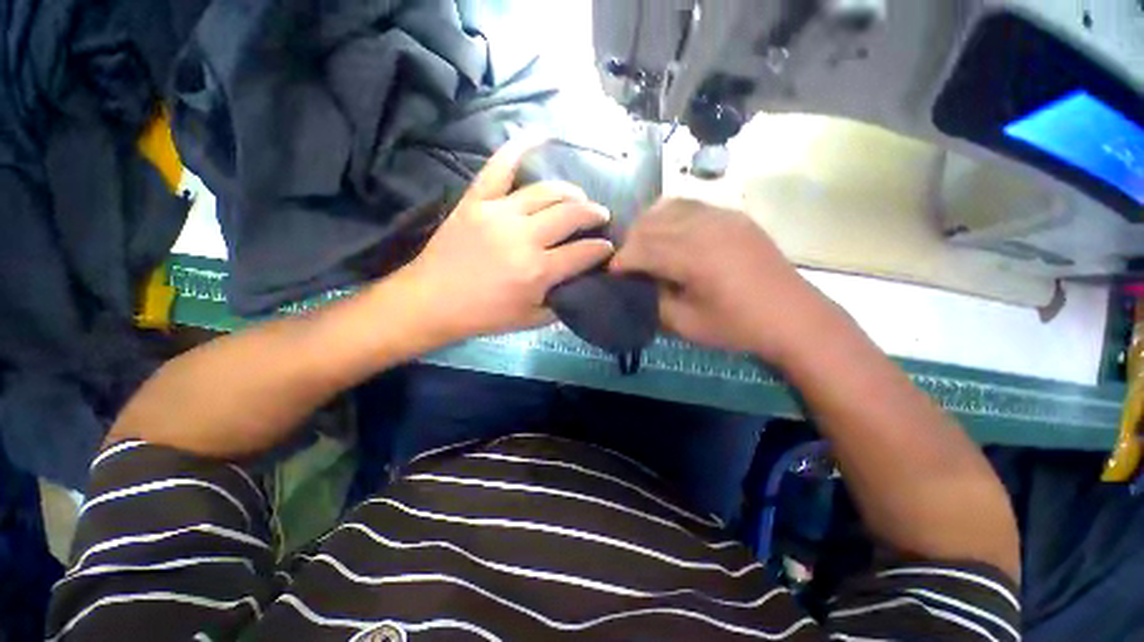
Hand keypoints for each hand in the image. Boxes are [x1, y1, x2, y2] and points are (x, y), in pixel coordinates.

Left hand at [394, 139, 613, 345]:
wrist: (432, 301)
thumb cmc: (484, 315)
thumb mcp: (530, 320)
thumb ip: (561, 303)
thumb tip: (582, 283)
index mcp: (538, 270)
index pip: (584, 252)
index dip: (602, 249)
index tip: (609, 248)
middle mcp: (524, 237)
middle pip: (571, 214)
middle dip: (594, 214)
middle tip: (600, 216)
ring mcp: (499, 213)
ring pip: (546, 191)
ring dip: (570, 192)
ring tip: (579, 196)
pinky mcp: (476, 201)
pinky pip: (499, 168)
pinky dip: (518, 148)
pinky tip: (537, 136)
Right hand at [611, 199, 837, 364]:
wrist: (794, 317)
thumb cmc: (737, 326)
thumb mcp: (686, 324)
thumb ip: (653, 301)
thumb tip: (636, 285)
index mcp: (694, 256)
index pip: (641, 248)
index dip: (621, 261)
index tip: (611, 274)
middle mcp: (705, 227)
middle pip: (650, 224)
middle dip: (630, 243)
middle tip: (627, 265)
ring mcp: (722, 216)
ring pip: (667, 208)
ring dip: (647, 227)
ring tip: (645, 248)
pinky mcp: (732, 215)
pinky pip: (690, 205)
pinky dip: (670, 217)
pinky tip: (670, 236)